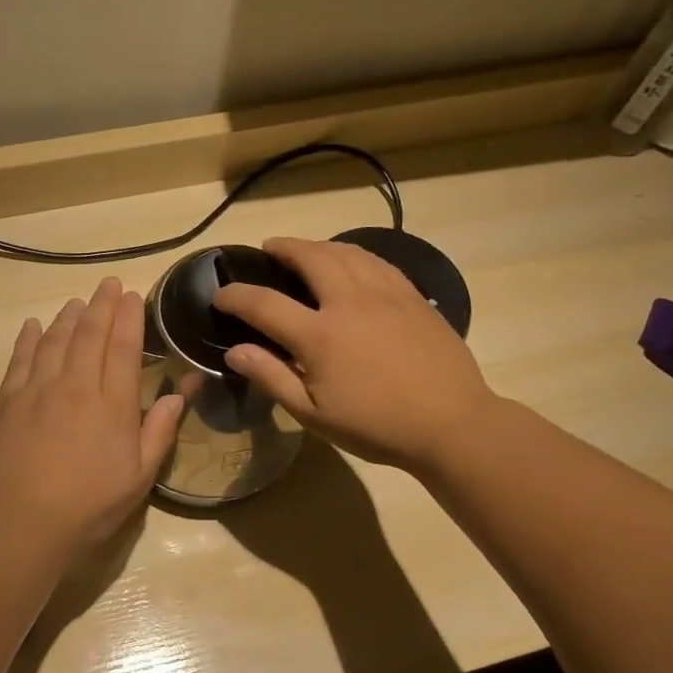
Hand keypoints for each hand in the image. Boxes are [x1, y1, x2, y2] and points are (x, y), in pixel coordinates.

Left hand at [0, 276, 184, 558]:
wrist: (23, 523)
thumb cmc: (90, 505)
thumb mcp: (139, 477)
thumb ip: (159, 432)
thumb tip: (178, 395)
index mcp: (113, 405)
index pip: (124, 348)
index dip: (129, 318)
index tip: (132, 295)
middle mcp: (76, 386)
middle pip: (90, 335)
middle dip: (101, 305)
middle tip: (108, 284)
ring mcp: (38, 391)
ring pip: (55, 341)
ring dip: (68, 317)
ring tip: (77, 302)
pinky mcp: (8, 402)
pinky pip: (20, 360)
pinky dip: (29, 339)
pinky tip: (34, 325)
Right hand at [213, 237, 491, 473]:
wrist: (452, 423)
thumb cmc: (376, 426)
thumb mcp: (314, 415)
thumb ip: (272, 377)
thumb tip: (234, 351)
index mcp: (320, 335)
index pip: (264, 304)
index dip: (236, 296)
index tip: (220, 295)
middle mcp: (349, 302)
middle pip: (310, 258)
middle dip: (283, 248)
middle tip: (268, 248)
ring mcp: (385, 294)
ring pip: (346, 252)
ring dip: (318, 245)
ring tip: (304, 249)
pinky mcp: (412, 296)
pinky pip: (376, 261)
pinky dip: (353, 253)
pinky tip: (350, 261)